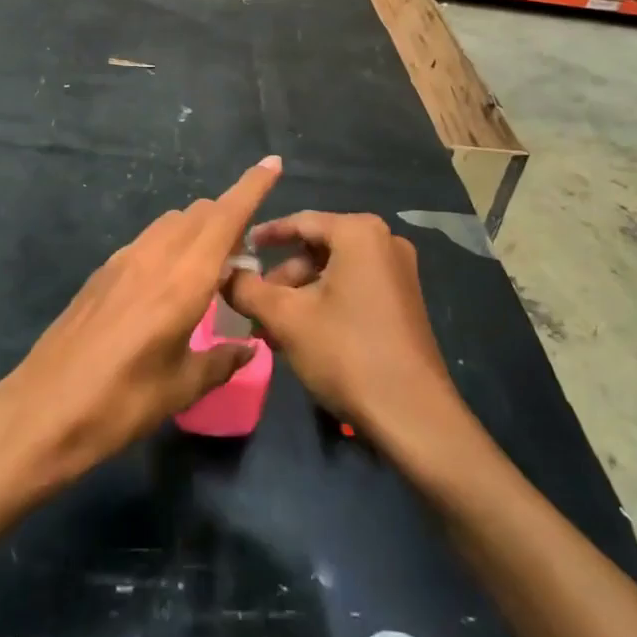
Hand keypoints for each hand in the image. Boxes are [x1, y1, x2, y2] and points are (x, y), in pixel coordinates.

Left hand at [0, 156, 282, 484]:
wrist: (42, 411)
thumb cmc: (121, 402)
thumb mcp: (181, 388)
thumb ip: (221, 361)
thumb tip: (247, 347)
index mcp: (184, 279)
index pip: (225, 216)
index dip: (252, 187)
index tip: (273, 163)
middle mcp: (156, 255)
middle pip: (201, 212)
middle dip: (229, 217)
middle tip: (243, 257)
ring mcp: (125, 259)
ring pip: (173, 221)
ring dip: (198, 229)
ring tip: (207, 271)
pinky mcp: (103, 270)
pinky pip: (149, 239)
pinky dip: (171, 244)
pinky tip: (167, 285)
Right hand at [223, 212, 459, 440]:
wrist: (412, 415)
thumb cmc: (346, 352)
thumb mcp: (287, 318)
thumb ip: (248, 289)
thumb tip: (224, 274)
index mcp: (359, 232)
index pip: (300, 221)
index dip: (265, 236)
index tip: (238, 249)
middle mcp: (384, 241)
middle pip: (317, 248)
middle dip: (282, 277)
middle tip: (253, 304)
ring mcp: (398, 272)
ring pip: (333, 272)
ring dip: (300, 295)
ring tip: (271, 330)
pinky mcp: (403, 301)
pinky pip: (354, 288)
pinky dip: (324, 304)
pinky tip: (301, 337)